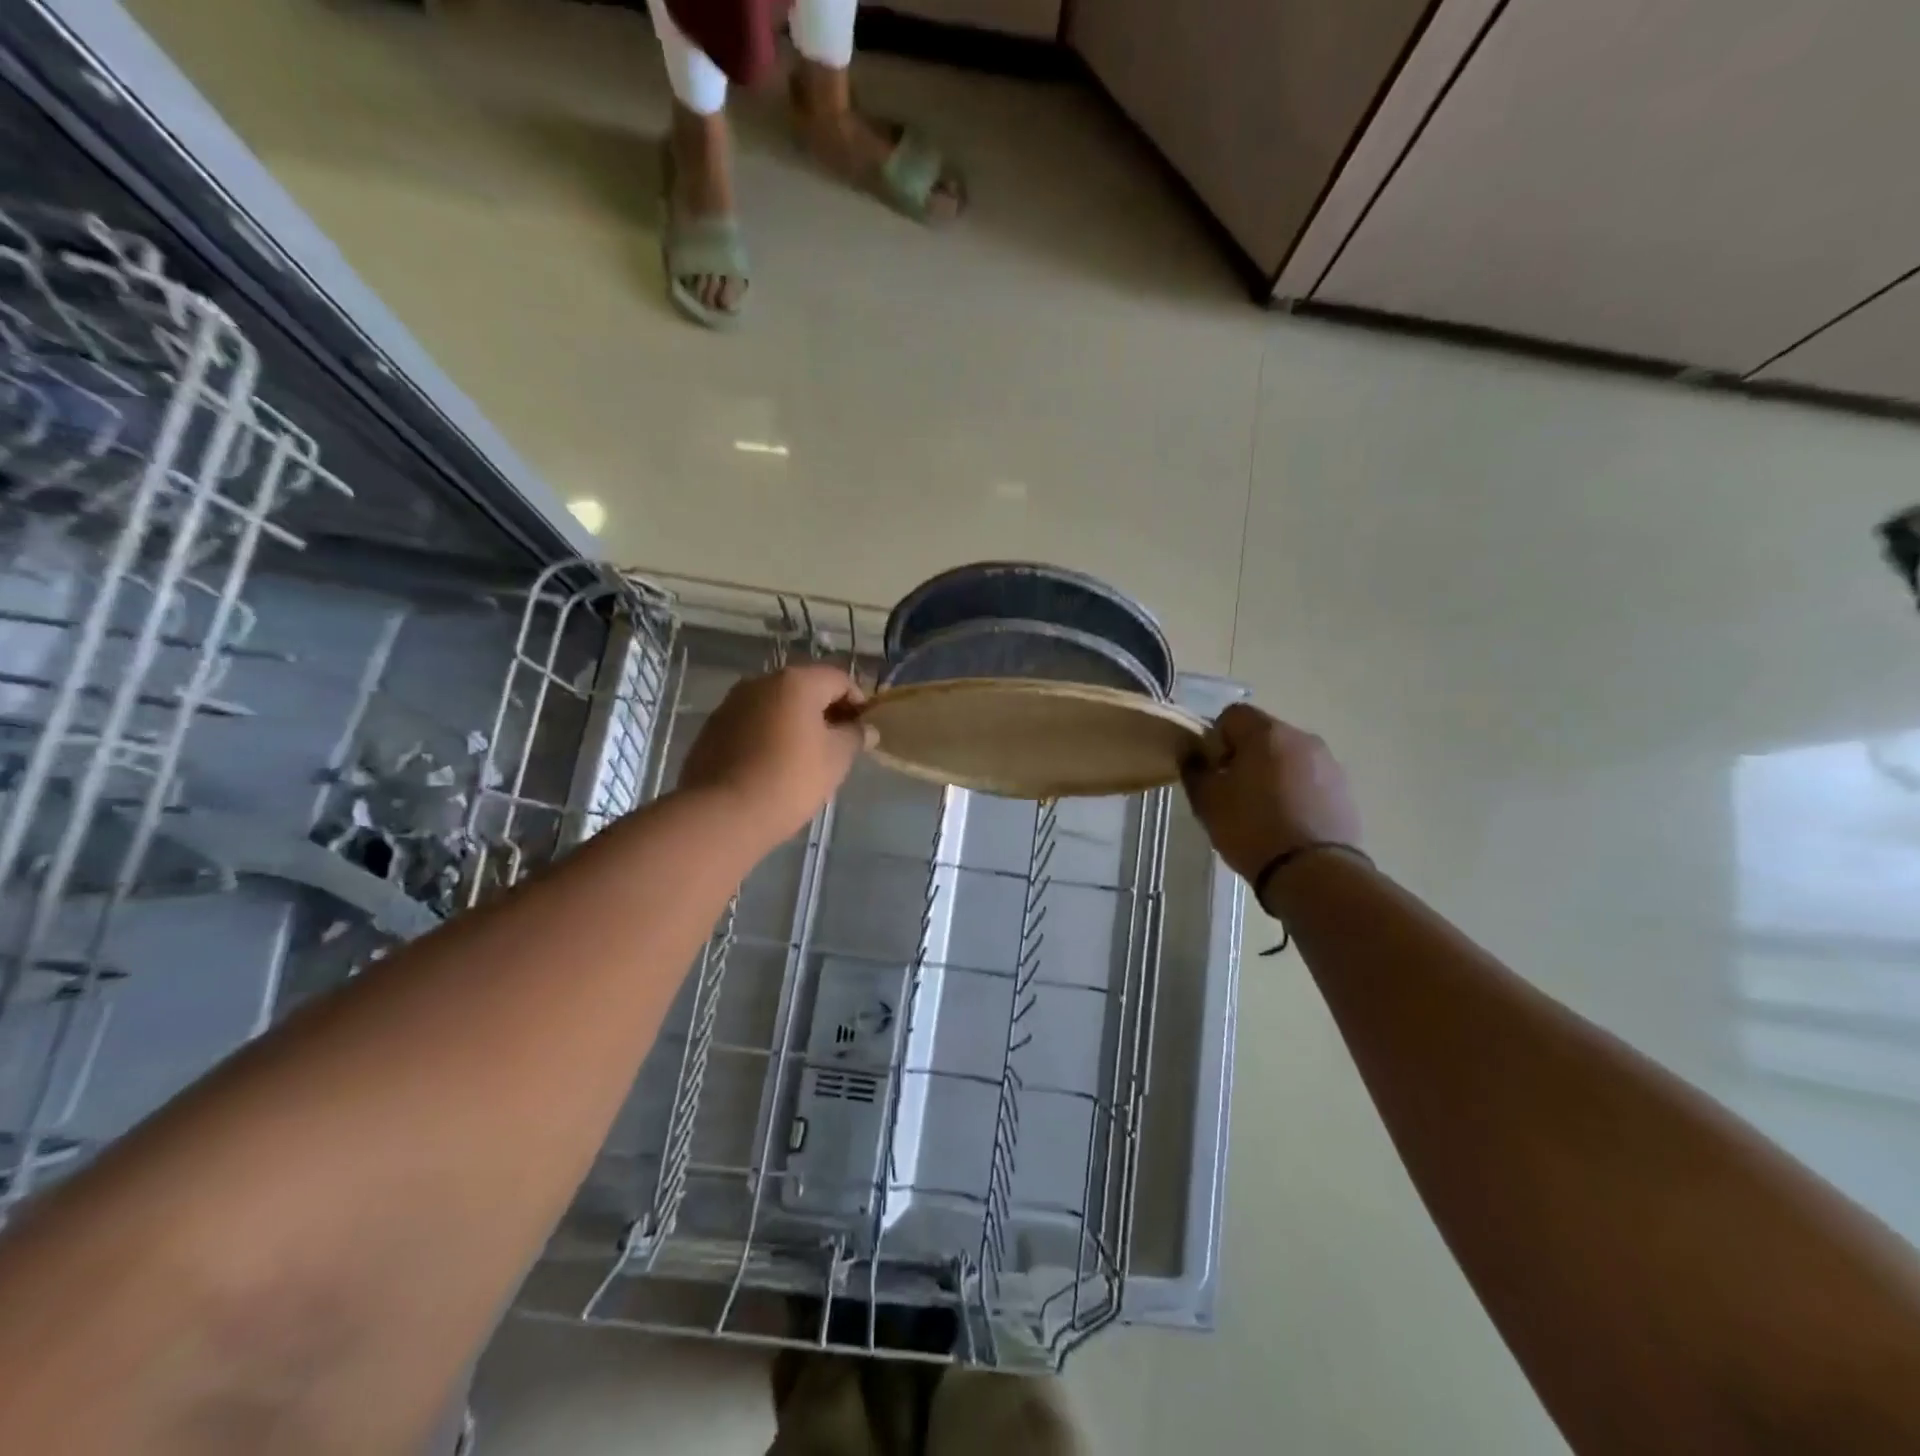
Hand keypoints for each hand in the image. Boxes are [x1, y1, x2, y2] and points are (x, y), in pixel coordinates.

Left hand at [678, 665, 872, 849]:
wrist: (722, 813)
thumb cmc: (789, 780)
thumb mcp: (836, 759)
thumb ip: (855, 736)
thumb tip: (866, 728)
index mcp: (796, 682)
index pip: (839, 679)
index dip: (858, 702)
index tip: (864, 730)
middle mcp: (761, 682)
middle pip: (805, 688)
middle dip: (826, 710)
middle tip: (839, 743)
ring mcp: (732, 703)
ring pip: (776, 705)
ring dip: (795, 721)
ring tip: (806, 756)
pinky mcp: (713, 727)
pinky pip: (752, 722)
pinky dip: (769, 733)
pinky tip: (774, 763)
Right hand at [1181, 703, 1360, 883]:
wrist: (1313, 872)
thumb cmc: (1251, 828)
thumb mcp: (1207, 801)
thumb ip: (1194, 769)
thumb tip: (1193, 753)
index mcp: (1266, 733)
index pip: (1233, 714)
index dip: (1216, 738)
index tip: (1213, 769)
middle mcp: (1302, 738)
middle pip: (1263, 734)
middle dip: (1244, 755)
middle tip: (1232, 791)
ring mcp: (1328, 763)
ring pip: (1288, 757)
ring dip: (1271, 773)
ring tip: (1262, 809)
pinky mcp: (1344, 790)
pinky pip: (1309, 779)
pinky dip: (1295, 791)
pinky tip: (1286, 821)